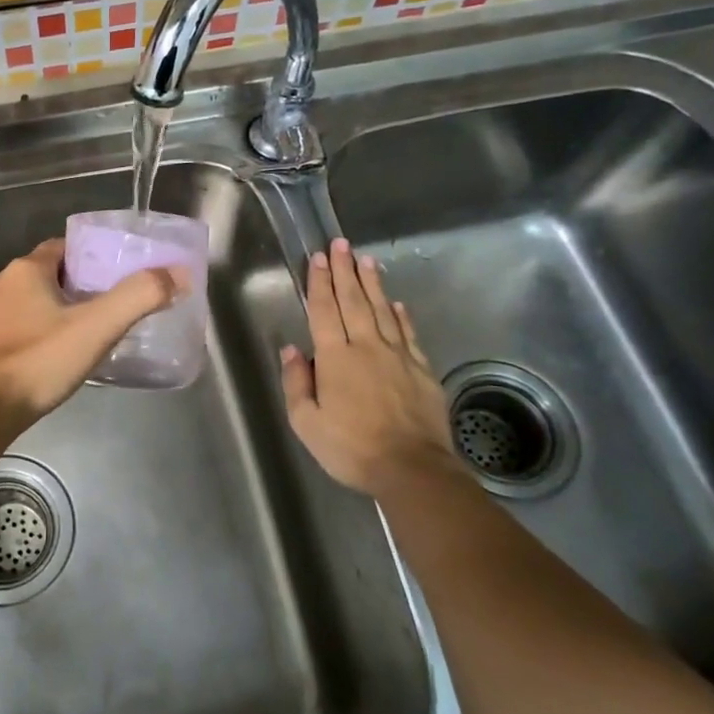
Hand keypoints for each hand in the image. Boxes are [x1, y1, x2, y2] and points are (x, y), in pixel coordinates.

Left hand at [0, 239, 186, 432]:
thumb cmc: (39, 361)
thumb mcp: (97, 327)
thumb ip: (139, 297)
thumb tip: (178, 273)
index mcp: (26, 269)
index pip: (66, 247)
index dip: (94, 258)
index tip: (119, 276)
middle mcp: (2, 283)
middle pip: (51, 273)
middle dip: (81, 285)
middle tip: (113, 305)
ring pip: (34, 300)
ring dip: (60, 309)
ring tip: (92, 330)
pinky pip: (21, 324)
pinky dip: (42, 330)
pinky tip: (60, 352)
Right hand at [279, 237, 467, 496]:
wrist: (413, 469)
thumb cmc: (351, 448)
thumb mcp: (306, 423)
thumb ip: (297, 383)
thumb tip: (291, 349)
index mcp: (335, 358)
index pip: (324, 310)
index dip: (319, 282)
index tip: (317, 257)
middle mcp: (367, 347)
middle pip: (354, 301)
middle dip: (345, 270)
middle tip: (341, 244)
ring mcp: (398, 356)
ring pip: (383, 310)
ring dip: (373, 283)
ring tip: (367, 259)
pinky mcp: (422, 370)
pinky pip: (408, 333)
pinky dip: (401, 315)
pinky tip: (397, 303)